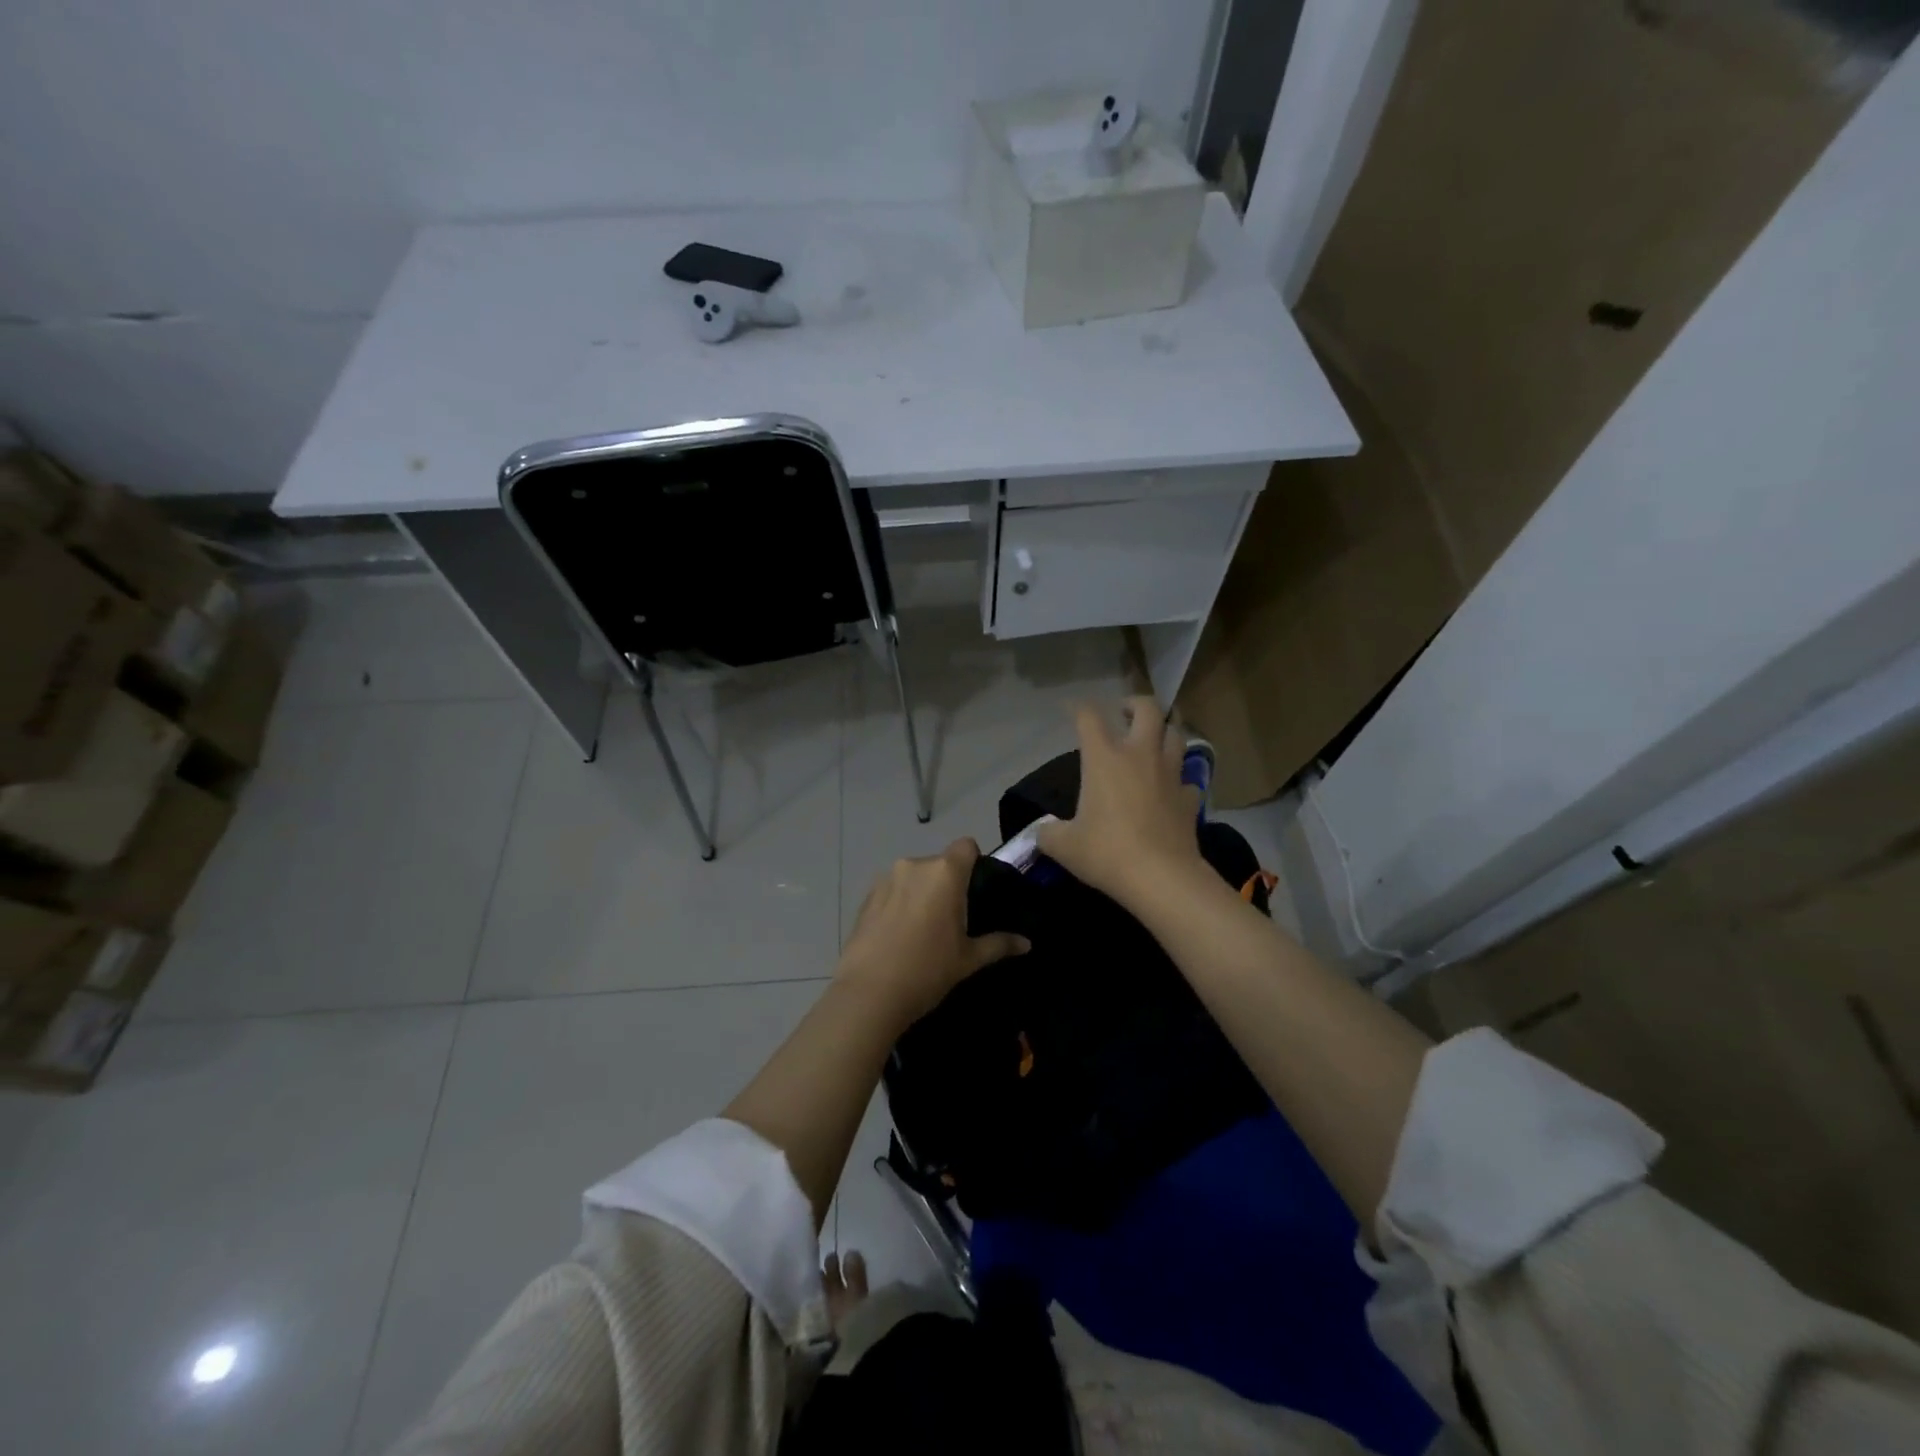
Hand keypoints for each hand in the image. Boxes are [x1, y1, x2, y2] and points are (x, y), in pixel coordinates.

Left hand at [836, 839, 1029, 1026]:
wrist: (868, 993)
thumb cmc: (927, 970)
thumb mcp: (969, 959)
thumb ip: (999, 944)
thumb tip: (1027, 943)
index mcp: (944, 873)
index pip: (967, 846)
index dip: (975, 861)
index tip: (976, 889)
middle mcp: (915, 865)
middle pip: (940, 864)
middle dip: (948, 883)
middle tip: (954, 918)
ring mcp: (886, 879)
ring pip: (914, 877)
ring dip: (922, 893)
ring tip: (923, 929)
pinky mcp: (866, 896)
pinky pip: (893, 890)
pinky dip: (900, 903)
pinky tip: (899, 935)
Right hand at [1036, 697, 1205, 908]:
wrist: (1160, 877)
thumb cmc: (1106, 852)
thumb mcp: (1063, 846)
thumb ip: (1048, 833)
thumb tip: (1042, 832)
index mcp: (1104, 757)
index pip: (1089, 717)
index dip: (1079, 709)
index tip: (1073, 711)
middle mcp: (1140, 755)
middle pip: (1148, 709)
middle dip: (1136, 704)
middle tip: (1125, 714)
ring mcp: (1170, 775)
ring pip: (1176, 736)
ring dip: (1165, 733)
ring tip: (1153, 742)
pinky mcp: (1190, 799)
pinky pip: (1188, 779)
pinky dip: (1180, 780)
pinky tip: (1172, 790)